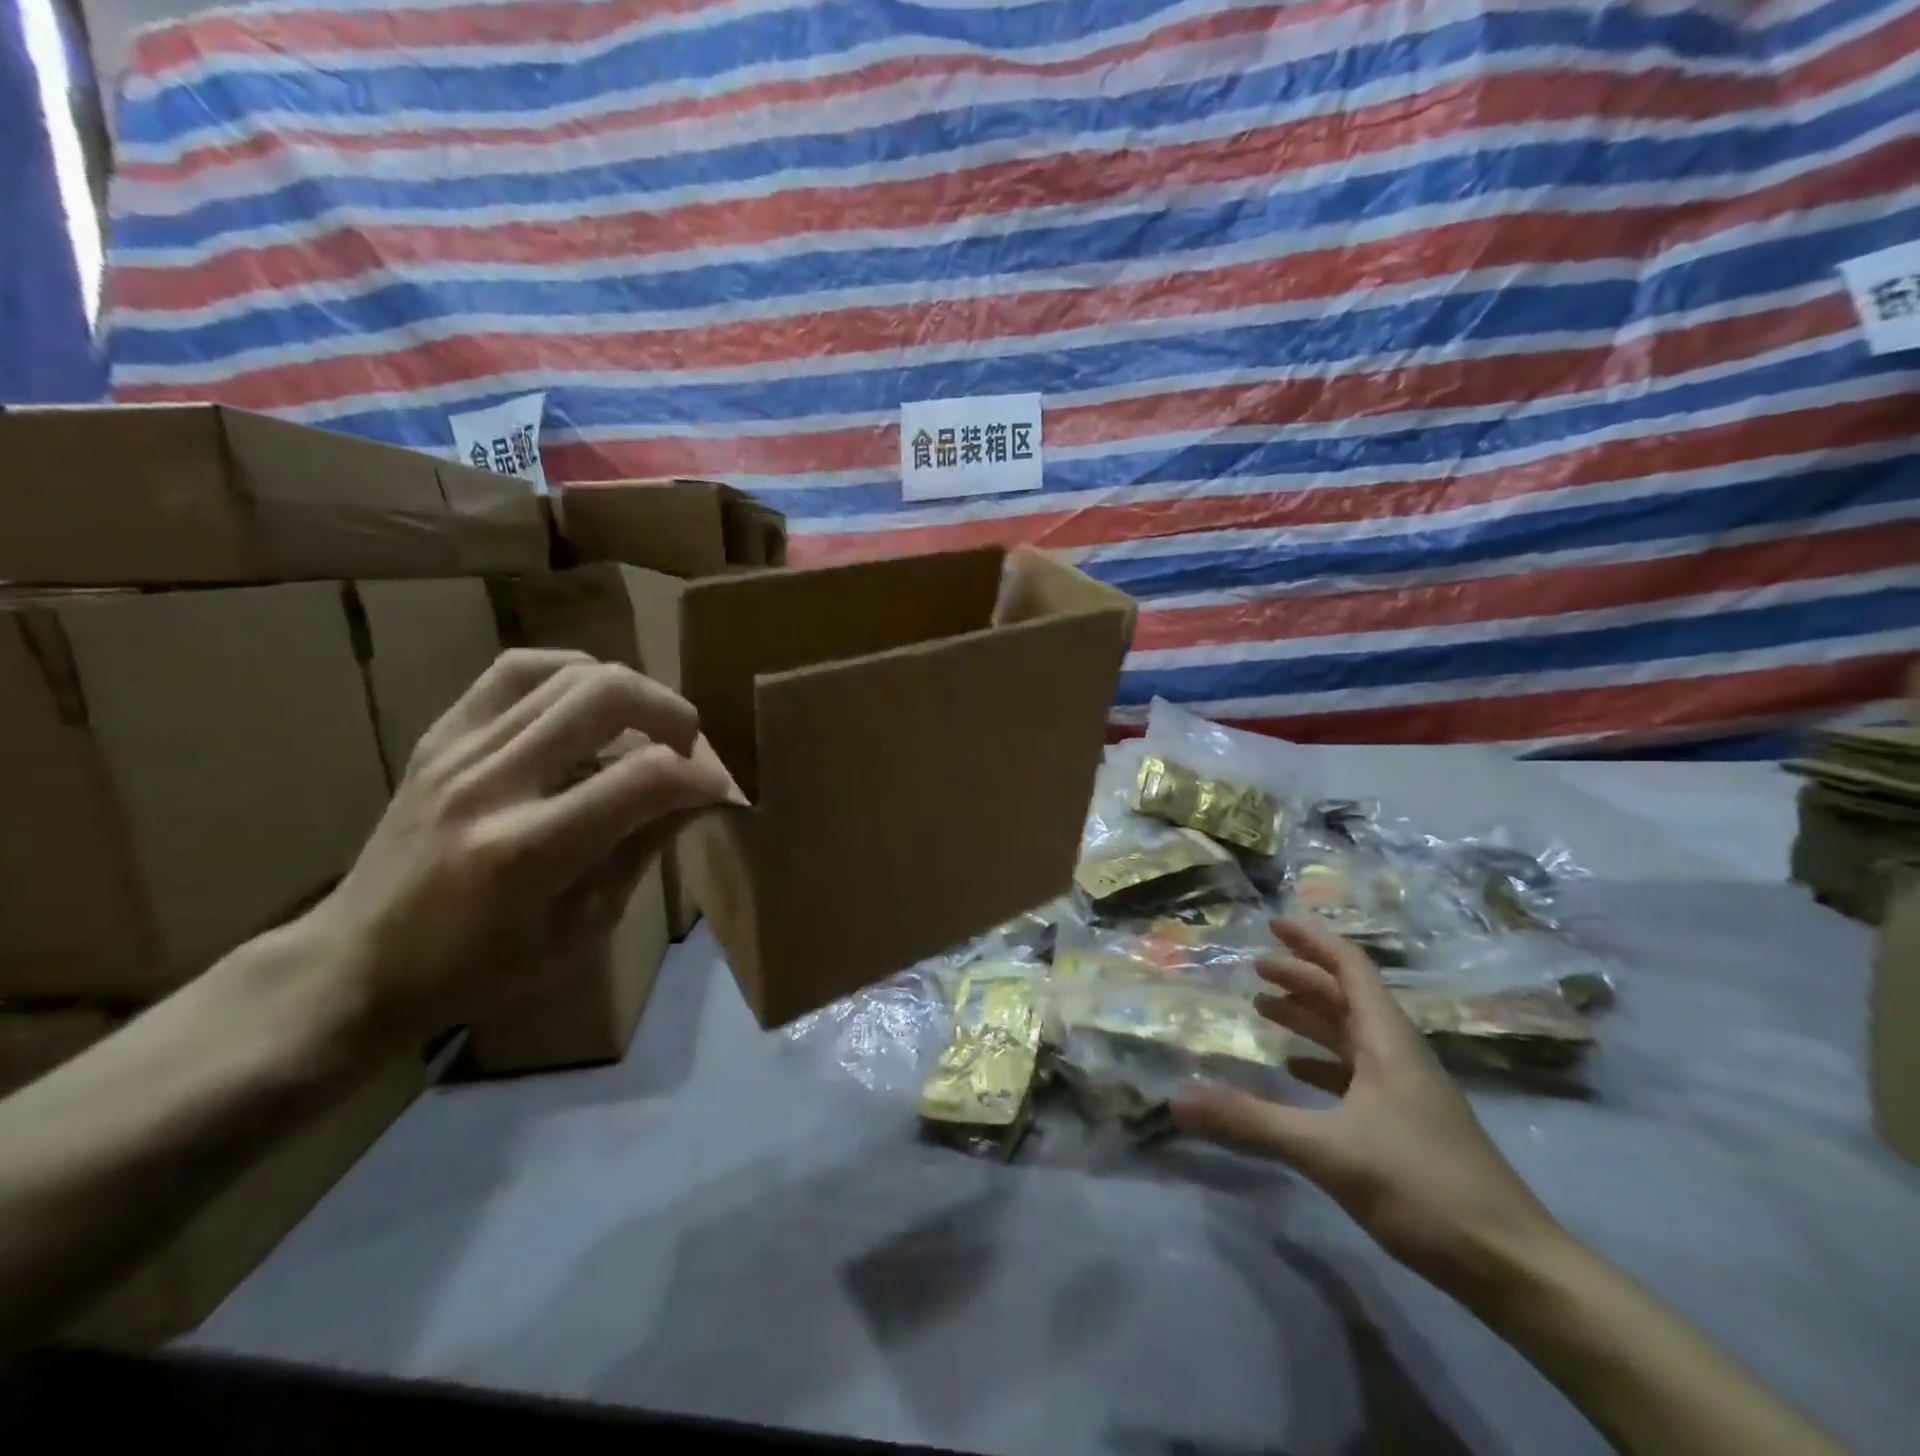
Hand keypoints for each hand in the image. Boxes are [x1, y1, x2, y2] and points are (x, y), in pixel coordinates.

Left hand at [299, 650, 733, 1045]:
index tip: (715, 792)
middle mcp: (493, 785)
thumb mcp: (582, 930)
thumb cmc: (481, 968)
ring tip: (644, 726)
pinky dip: (569, 671)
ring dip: (630, 692)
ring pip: (569, 673)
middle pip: (607, 696)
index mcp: (530, 851)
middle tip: (686, 747)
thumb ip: (641, 852)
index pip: (645, 779)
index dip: (700, 778)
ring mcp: (458, 751)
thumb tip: (696, 797)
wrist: (357, 964)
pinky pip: (515, 670)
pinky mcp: (439, 737)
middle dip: (671, 713)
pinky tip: (589, 698)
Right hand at [1172, 917, 1563, 1297]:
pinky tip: (1297, 1073)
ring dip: (1310, 1017)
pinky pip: (1355, 1073)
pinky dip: (1321, 1062)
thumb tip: (1177, 1098)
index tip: (1273, 923)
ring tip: (1265, 1010)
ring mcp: (1407, 1092)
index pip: (1350, 968)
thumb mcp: (1329, 1151)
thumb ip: (1251, 1122)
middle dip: (1302, 977)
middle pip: (1347, 997)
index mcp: (1388, 1041)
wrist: (1516, 1269)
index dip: (1312, 940)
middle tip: (1256, 968)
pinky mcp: (1408, 1126)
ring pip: (1351, 1035)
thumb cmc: (1425, 1187)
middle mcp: (1398, 1055)